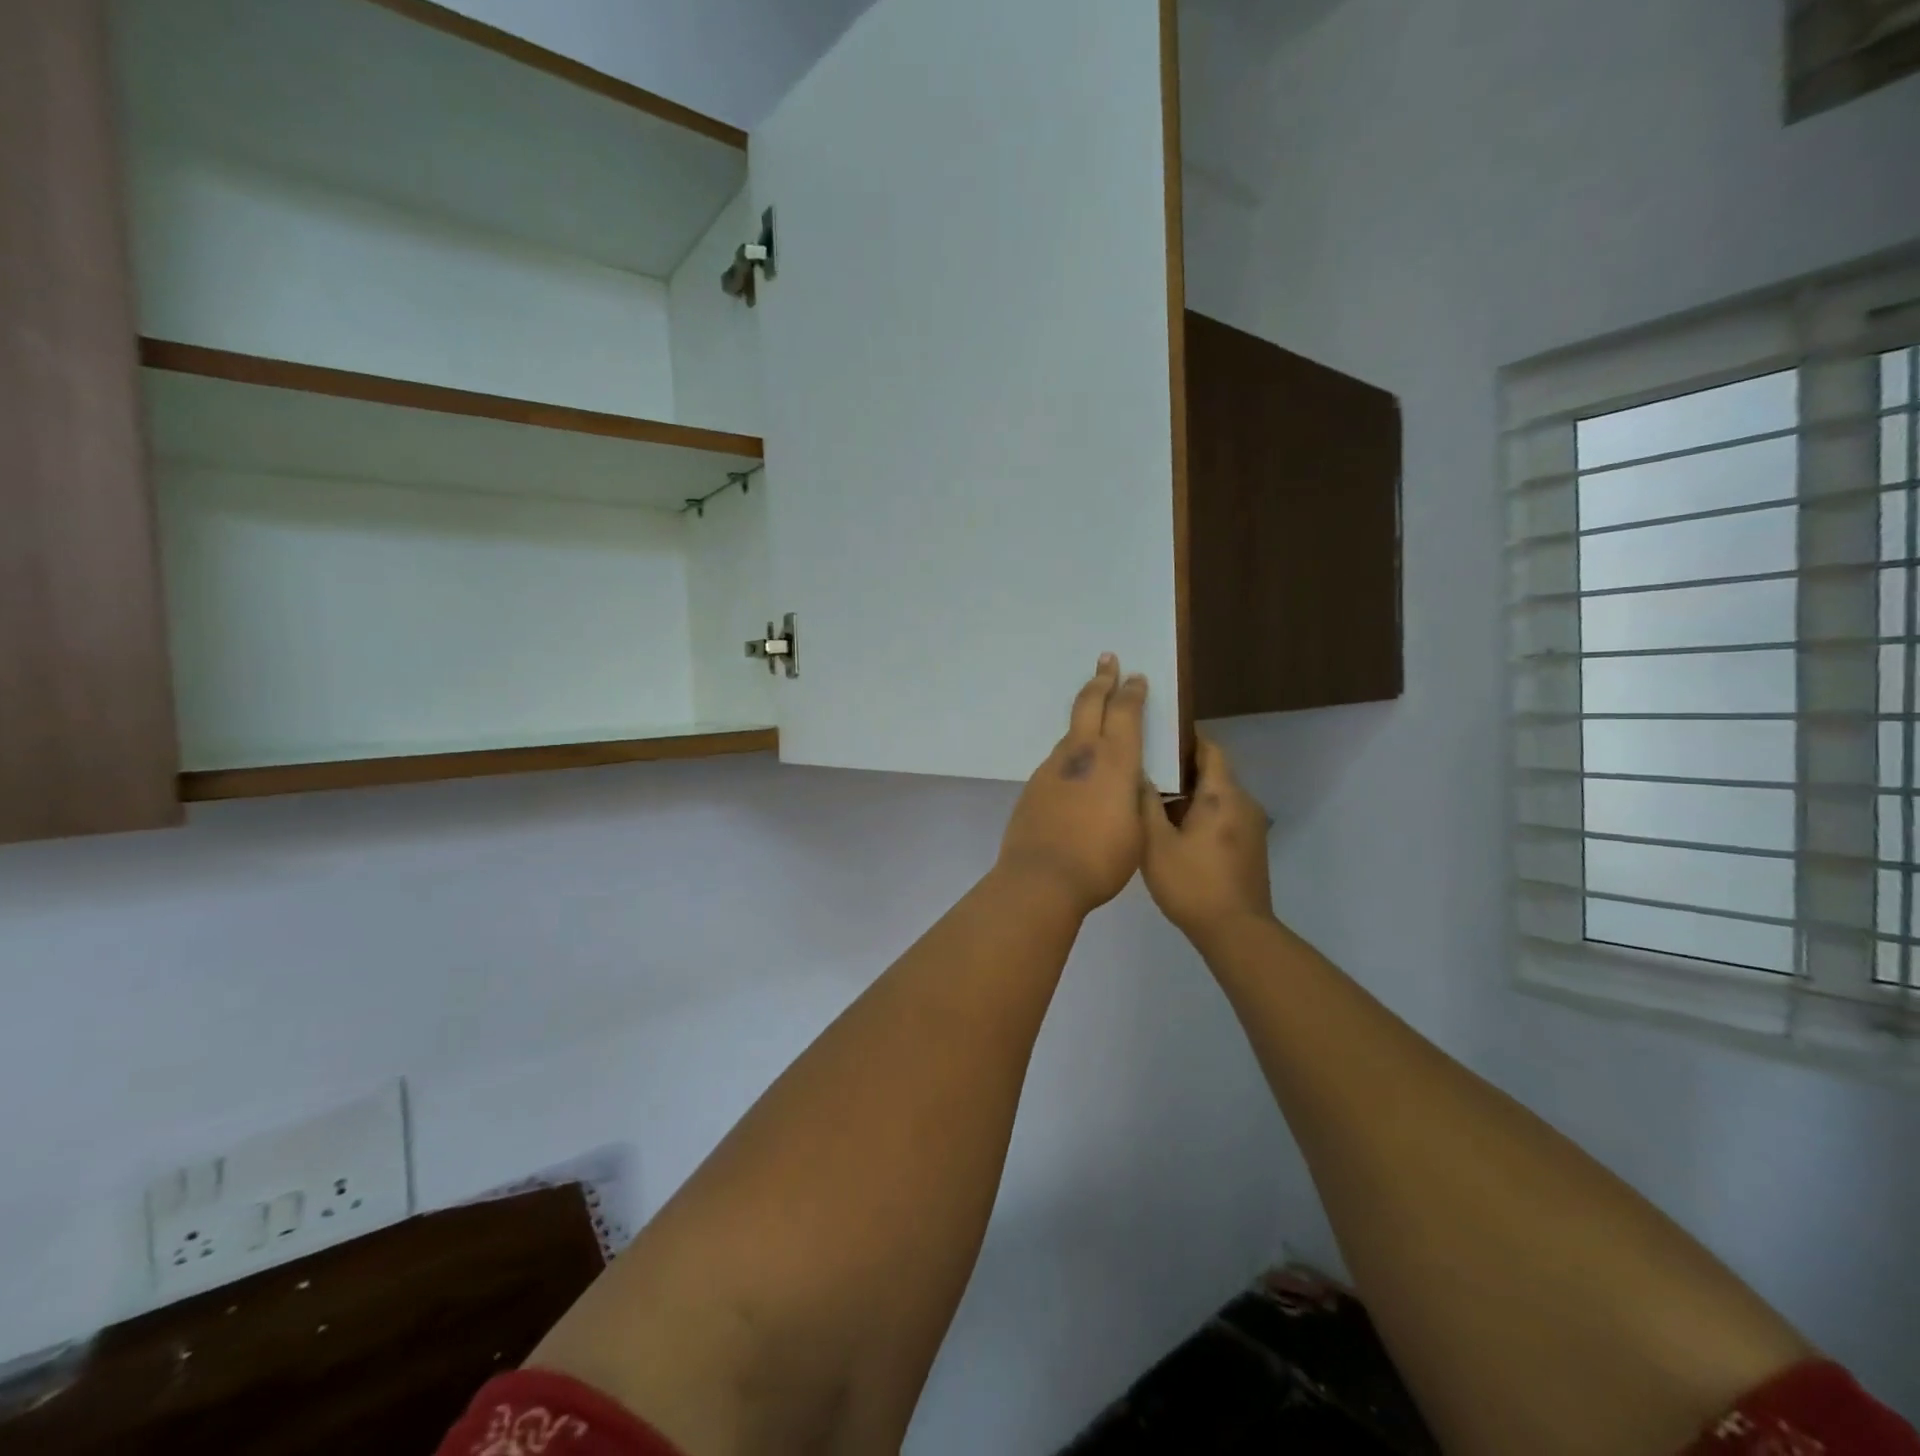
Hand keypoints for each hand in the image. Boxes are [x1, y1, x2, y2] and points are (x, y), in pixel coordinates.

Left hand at [996, 655, 1148, 917]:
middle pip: (1089, 704)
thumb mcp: (1137, 830)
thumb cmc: (1101, 859)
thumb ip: (1135, 798)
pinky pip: (1058, 759)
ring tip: (1094, 714)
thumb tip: (1130, 782)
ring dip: (1084, 717)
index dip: (1132, 692)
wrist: (1042, 877)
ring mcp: (1052, 767)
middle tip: (1106, 660)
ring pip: (1071, 731)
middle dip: (1101, 679)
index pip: (1125, 712)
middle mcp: (1080, 754)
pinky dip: (1071, 752)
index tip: (1136, 677)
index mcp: (1114, 761)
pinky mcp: (1034, 785)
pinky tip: (1076, 770)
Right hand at [1141, 738, 1274, 946]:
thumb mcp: (1156, 842)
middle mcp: (1243, 802)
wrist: (1236, 931)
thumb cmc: (1192, 883)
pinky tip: (1172, 830)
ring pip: (1217, 796)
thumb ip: (1146, 803)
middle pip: (1213, 771)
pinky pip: (1223, 816)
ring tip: (1152, 800)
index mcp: (1222, 794)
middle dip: (1180, 768)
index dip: (1185, 738)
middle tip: (1144, 769)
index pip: (1209, 748)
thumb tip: (1137, 773)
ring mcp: (1251, 825)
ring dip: (1189, 794)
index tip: (1157, 736)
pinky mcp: (1250, 846)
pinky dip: (1200, 813)